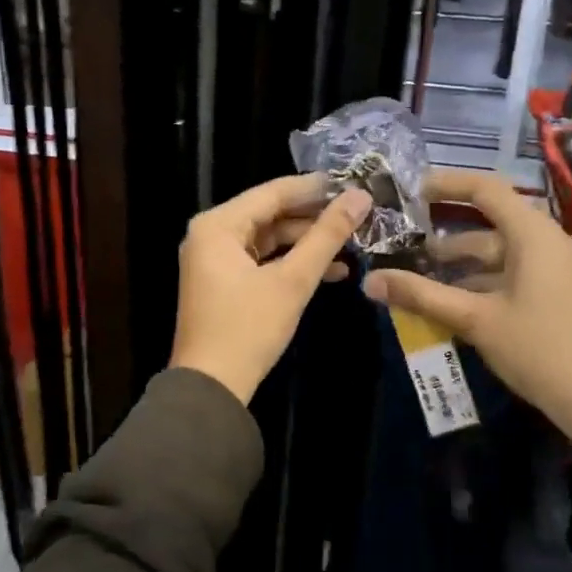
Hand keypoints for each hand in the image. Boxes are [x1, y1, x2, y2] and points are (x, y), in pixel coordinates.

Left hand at [170, 174, 371, 403]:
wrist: (211, 388)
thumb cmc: (248, 328)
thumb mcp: (293, 280)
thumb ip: (326, 236)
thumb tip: (360, 197)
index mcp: (218, 225)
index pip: (273, 192)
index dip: (315, 188)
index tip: (355, 183)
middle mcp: (211, 234)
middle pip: (270, 214)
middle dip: (314, 218)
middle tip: (358, 215)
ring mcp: (215, 259)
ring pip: (269, 239)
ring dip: (307, 244)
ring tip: (352, 245)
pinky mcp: (223, 282)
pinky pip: (261, 260)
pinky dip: (291, 264)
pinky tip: (332, 272)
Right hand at [362, 169, 571, 453]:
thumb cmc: (540, 350)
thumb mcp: (476, 320)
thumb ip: (421, 296)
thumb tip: (369, 281)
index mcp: (535, 236)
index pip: (487, 190)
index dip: (448, 185)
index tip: (412, 193)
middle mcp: (551, 243)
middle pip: (494, 226)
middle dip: (449, 238)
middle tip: (408, 247)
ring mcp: (562, 271)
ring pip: (504, 256)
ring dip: (465, 266)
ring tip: (424, 281)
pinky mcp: (565, 296)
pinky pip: (518, 276)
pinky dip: (486, 283)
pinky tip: (458, 306)